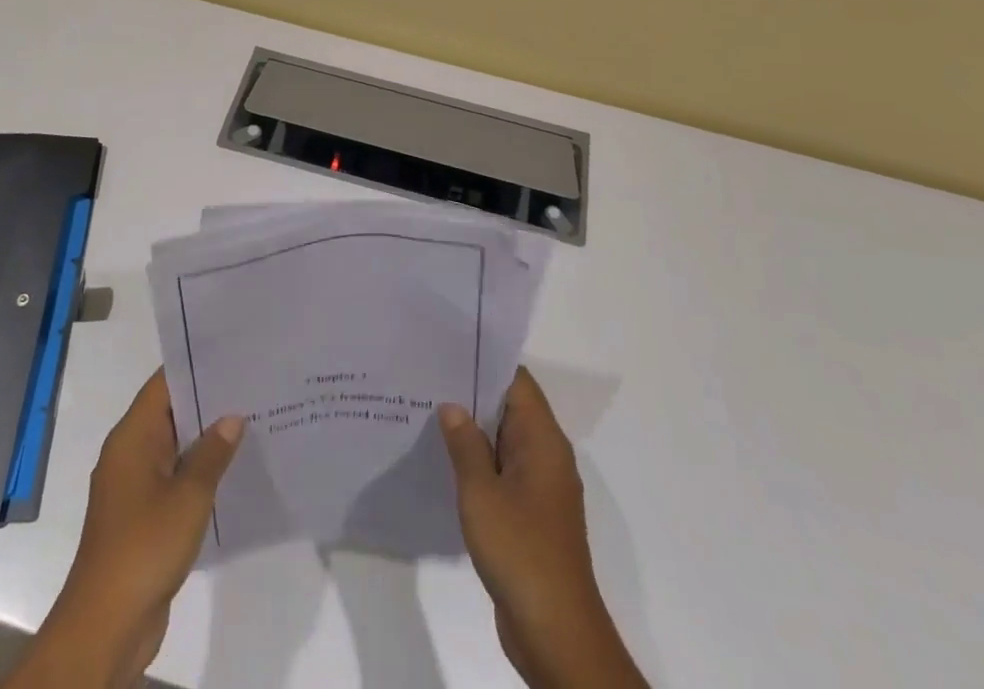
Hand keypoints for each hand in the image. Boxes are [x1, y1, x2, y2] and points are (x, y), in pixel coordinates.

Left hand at [6, 371, 243, 687]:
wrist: (105, 626)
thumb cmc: (144, 547)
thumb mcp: (189, 496)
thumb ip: (212, 453)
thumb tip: (232, 417)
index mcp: (132, 437)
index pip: (164, 383)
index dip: (196, 364)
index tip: (232, 353)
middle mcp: (129, 453)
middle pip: (170, 411)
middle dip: (208, 400)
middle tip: (251, 384)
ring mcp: (133, 486)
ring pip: (174, 446)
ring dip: (205, 438)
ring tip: (250, 420)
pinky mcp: (141, 516)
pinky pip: (173, 477)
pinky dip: (198, 470)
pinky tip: (232, 470)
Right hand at [439, 368, 647, 688]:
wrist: (556, 633)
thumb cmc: (520, 550)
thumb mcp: (481, 493)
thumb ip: (465, 445)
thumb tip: (452, 406)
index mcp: (543, 440)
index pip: (516, 381)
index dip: (484, 362)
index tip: (449, 351)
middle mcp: (547, 455)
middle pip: (510, 408)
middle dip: (472, 395)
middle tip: (428, 379)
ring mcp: (541, 487)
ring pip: (504, 442)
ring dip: (473, 432)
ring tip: (428, 414)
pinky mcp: (532, 515)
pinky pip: (504, 472)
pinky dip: (479, 464)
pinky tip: (446, 464)